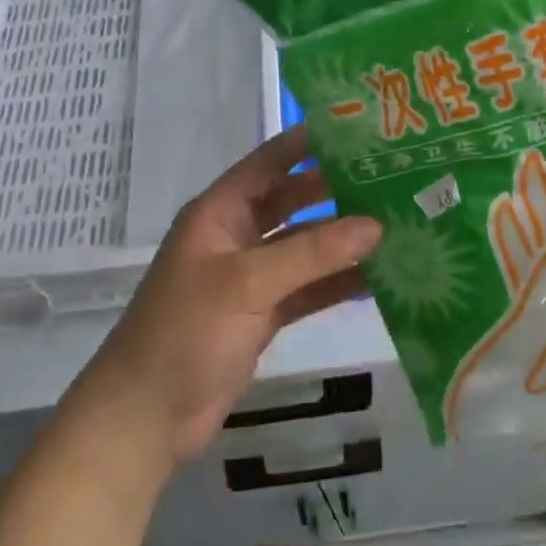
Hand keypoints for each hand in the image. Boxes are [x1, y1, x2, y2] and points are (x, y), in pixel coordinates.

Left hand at [71, 126, 381, 469]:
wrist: (146, 417)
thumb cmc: (185, 333)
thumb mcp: (246, 284)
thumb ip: (311, 254)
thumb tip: (375, 225)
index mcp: (220, 212)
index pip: (270, 162)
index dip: (309, 143)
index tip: (360, 128)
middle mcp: (237, 236)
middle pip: (294, 202)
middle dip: (337, 192)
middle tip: (394, 180)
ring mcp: (252, 277)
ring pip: (306, 248)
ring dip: (344, 241)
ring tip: (399, 225)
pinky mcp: (263, 314)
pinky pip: (308, 288)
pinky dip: (338, 283)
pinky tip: (380, 279)